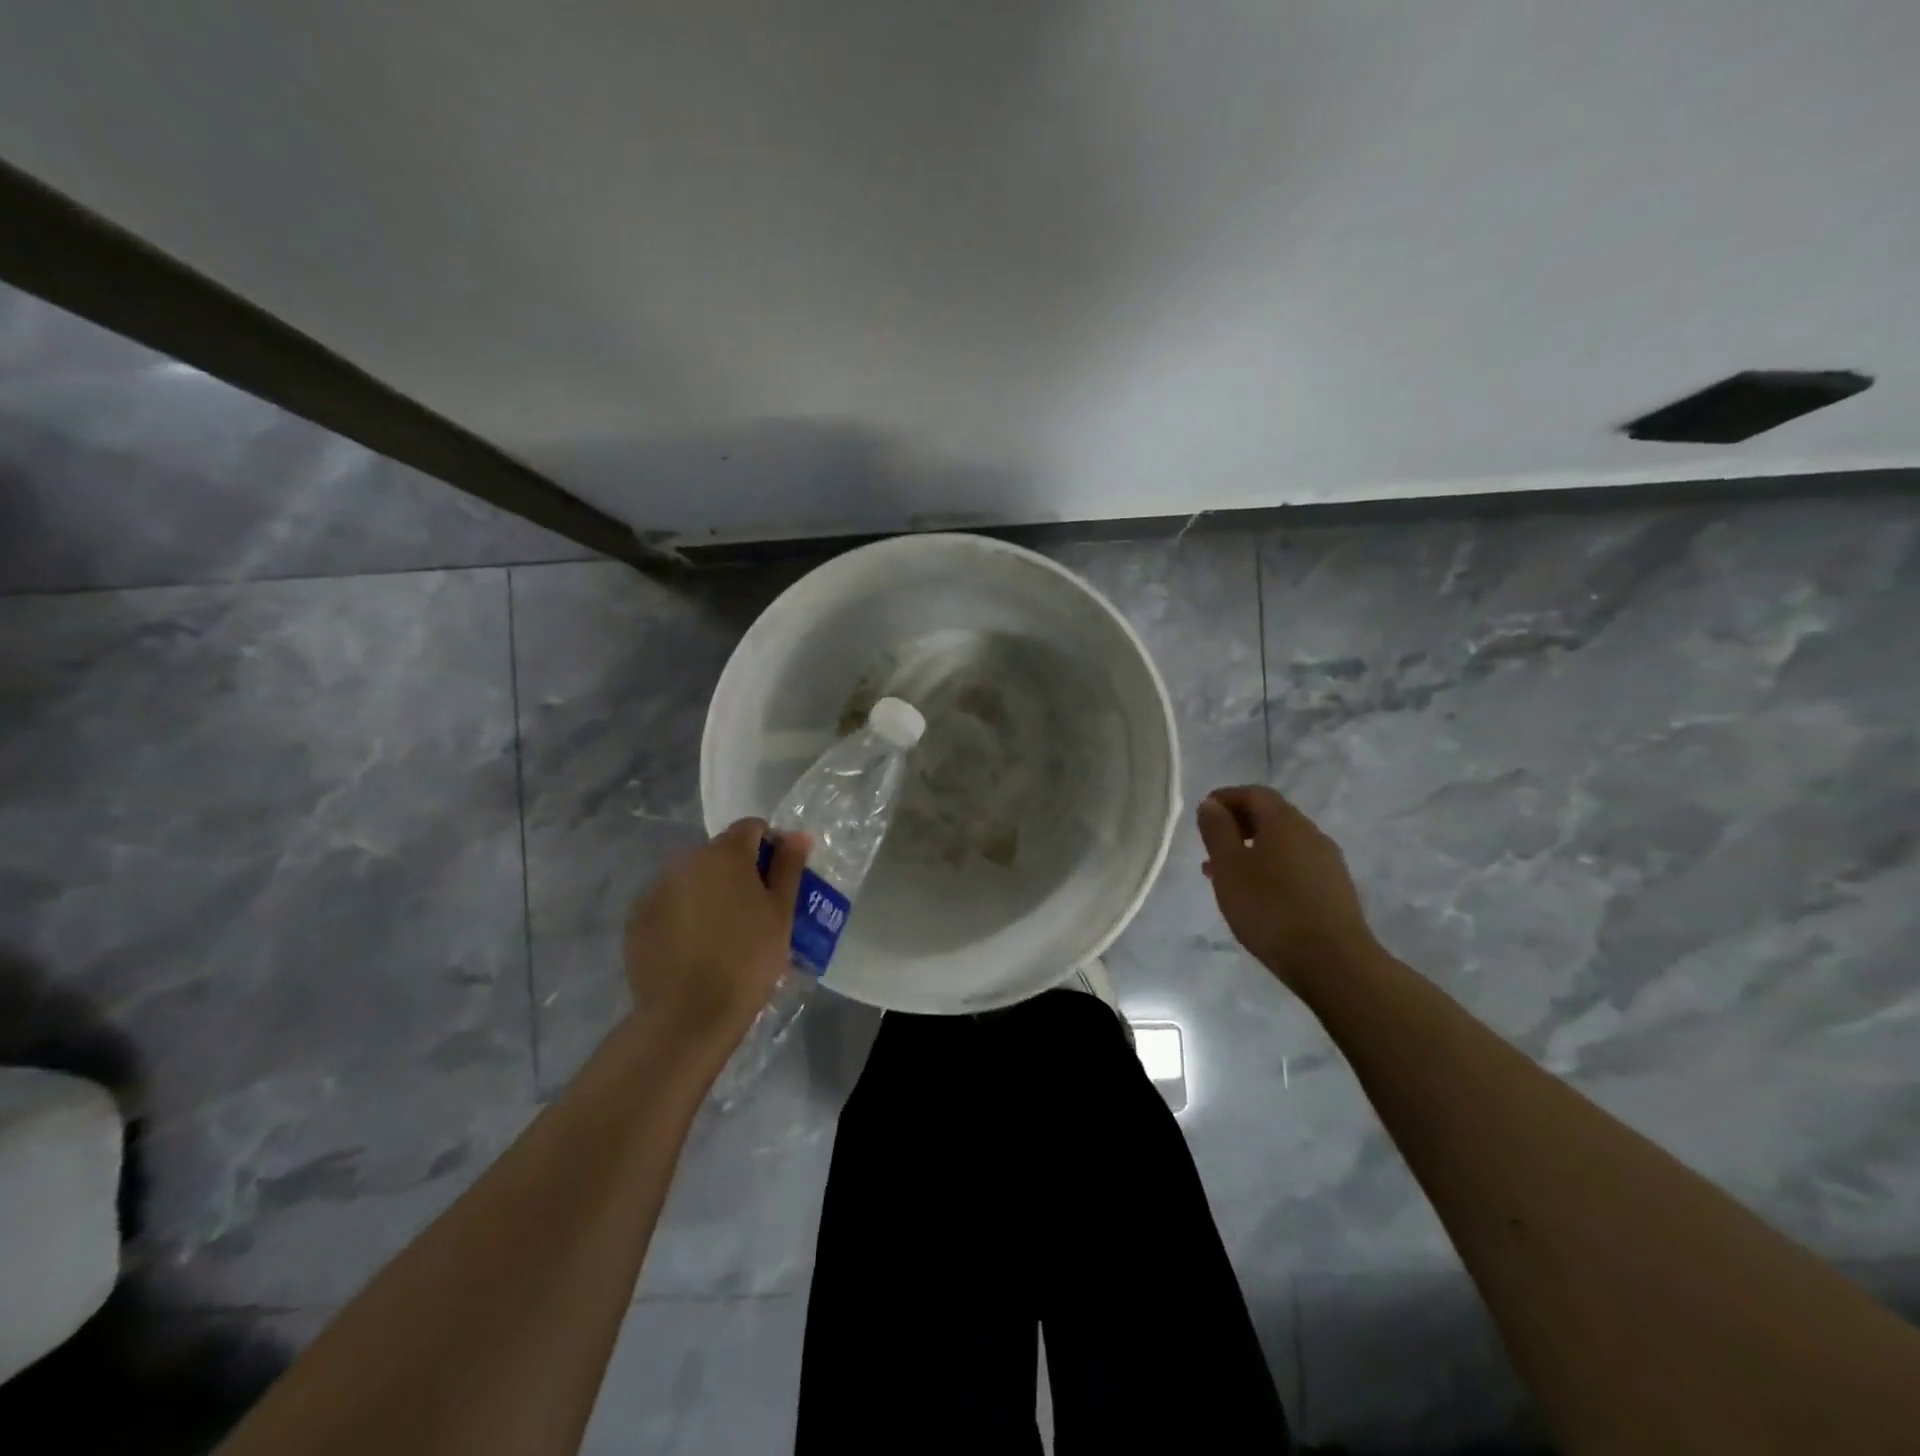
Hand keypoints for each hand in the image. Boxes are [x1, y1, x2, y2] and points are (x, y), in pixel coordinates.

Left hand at [622, 818, 810, 1059]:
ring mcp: (656, 890)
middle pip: (720, 853)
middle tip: (756, 912)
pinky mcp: (637, 920)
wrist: (688, 1015)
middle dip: (739, 872)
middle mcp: (685, 861)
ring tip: (725, 934)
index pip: (752, 828)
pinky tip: (696, 948)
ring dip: (711, 892)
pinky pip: (670, 904)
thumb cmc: (748, 959)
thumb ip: (789, 867)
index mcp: (724, 853)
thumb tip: (797, 834)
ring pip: (693, 879)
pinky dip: (685, 915)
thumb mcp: (781, 912)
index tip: (780, 881)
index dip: (771, 847)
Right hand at [1196, 785, 1378, 991]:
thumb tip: (1211, 805)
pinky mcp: (1336, 890)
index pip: (1254, 793)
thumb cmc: (1271, 908)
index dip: (1227, 798)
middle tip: (1211, 845)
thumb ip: (1217, 831)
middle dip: (1239, 824)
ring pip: (1283, 844)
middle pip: (1272, 816)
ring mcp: (1328, 862)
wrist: (1334, 962)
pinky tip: (1258, 896)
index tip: (1204, 813)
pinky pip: (1296, 866)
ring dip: (1253, 849)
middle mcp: (1311, 833)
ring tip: (1227, 876)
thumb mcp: (1230, 867)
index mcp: (1285, 821)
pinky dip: (1271, 868)